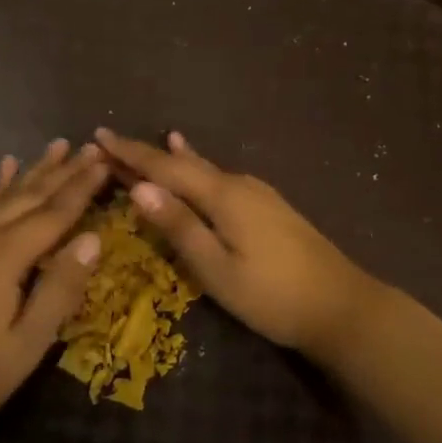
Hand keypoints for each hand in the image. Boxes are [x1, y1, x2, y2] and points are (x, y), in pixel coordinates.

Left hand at [0, 140, 107, 442]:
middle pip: (29, 197)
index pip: (54, 214)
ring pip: (4, 198)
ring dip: (33, 171)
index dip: (82, 188)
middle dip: (62, 172)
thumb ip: (60, 288)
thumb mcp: (26, 344)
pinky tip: (4, 170)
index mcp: (3, 258)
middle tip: (90, 146)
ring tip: (56, 146)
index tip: (106, 160)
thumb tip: (93, 239)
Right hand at [94, 128, 383, 362]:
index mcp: (222, 196)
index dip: (131, 153)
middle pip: (183, 164)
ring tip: (147, 147)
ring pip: (203, 170)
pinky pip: (220, 179)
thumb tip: (139, 187)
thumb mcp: (217, 269)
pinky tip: (198, 161)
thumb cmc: (273, 296)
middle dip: (146, 155)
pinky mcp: (268, 207)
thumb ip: (179, 226)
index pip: (165, 167)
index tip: (99, 136)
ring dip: (170, 162)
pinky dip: (197, 169)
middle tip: (110, 145)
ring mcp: (258, 194)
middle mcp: (238, 184)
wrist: (343, 306)